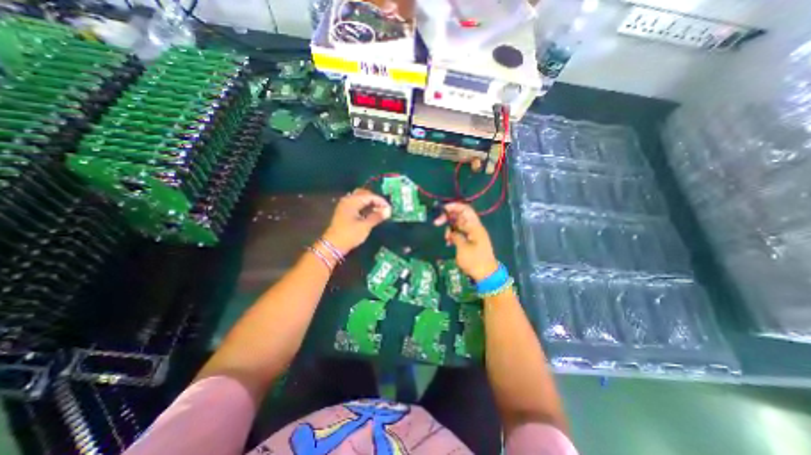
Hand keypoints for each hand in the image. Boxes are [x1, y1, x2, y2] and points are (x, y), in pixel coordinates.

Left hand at [322, 187, 391, 254]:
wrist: (333, 245)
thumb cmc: (349, 234)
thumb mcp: (365, 226)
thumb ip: (377, 217)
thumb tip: (388, 211)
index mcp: (352, 201)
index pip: (370, 196)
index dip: (381, 201)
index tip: (389, 208)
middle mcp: (348, 200)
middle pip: (364, 194)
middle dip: (375, 200)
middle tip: (384, 208)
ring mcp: (345, 206)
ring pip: (360, 199)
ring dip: (370, 203)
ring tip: (379, 211)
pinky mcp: (345, 212)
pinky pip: (357, 204)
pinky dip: (365, 207)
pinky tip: (371, 213)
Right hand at [434, 202, 496, 280]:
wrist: (487, 275)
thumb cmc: (475, 261)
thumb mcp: (462, 248)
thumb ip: (456, 236)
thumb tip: (451, 231)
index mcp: (475, 227)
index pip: (465, 209)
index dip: (454, 206)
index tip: (442, 209)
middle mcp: (474, 228)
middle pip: (460, 216)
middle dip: (448, 217)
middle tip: (437, 223)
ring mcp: (473, 234)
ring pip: (459, 225)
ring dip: (450, 228)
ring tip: (445, 237)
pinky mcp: (471, 241)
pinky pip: (460, 233)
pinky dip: (453, 234)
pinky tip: (448, 241)